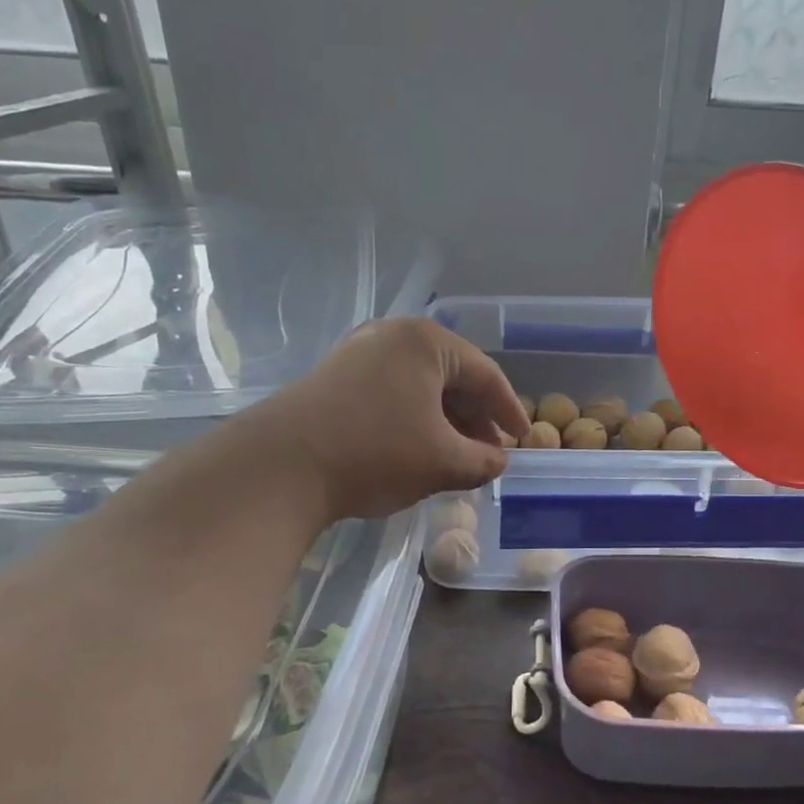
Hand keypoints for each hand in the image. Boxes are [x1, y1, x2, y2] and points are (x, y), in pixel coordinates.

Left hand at [254, 316, 528, 522]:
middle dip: (475, 418)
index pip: (485, 374)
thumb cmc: (375, 453)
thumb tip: (499, 460)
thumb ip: (483, 460)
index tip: (523, 439)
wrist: (280, 467)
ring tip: (458, 457)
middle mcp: (392, 336)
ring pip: (421, 387)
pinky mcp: (336, 379)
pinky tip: (418, 451)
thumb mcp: (443, 461)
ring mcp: (359, 354)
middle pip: (452, 377)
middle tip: (491, 452)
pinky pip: (392, 394)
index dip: (509, 410)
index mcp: (426, 342)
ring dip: (446, 422)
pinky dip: (415, 420)